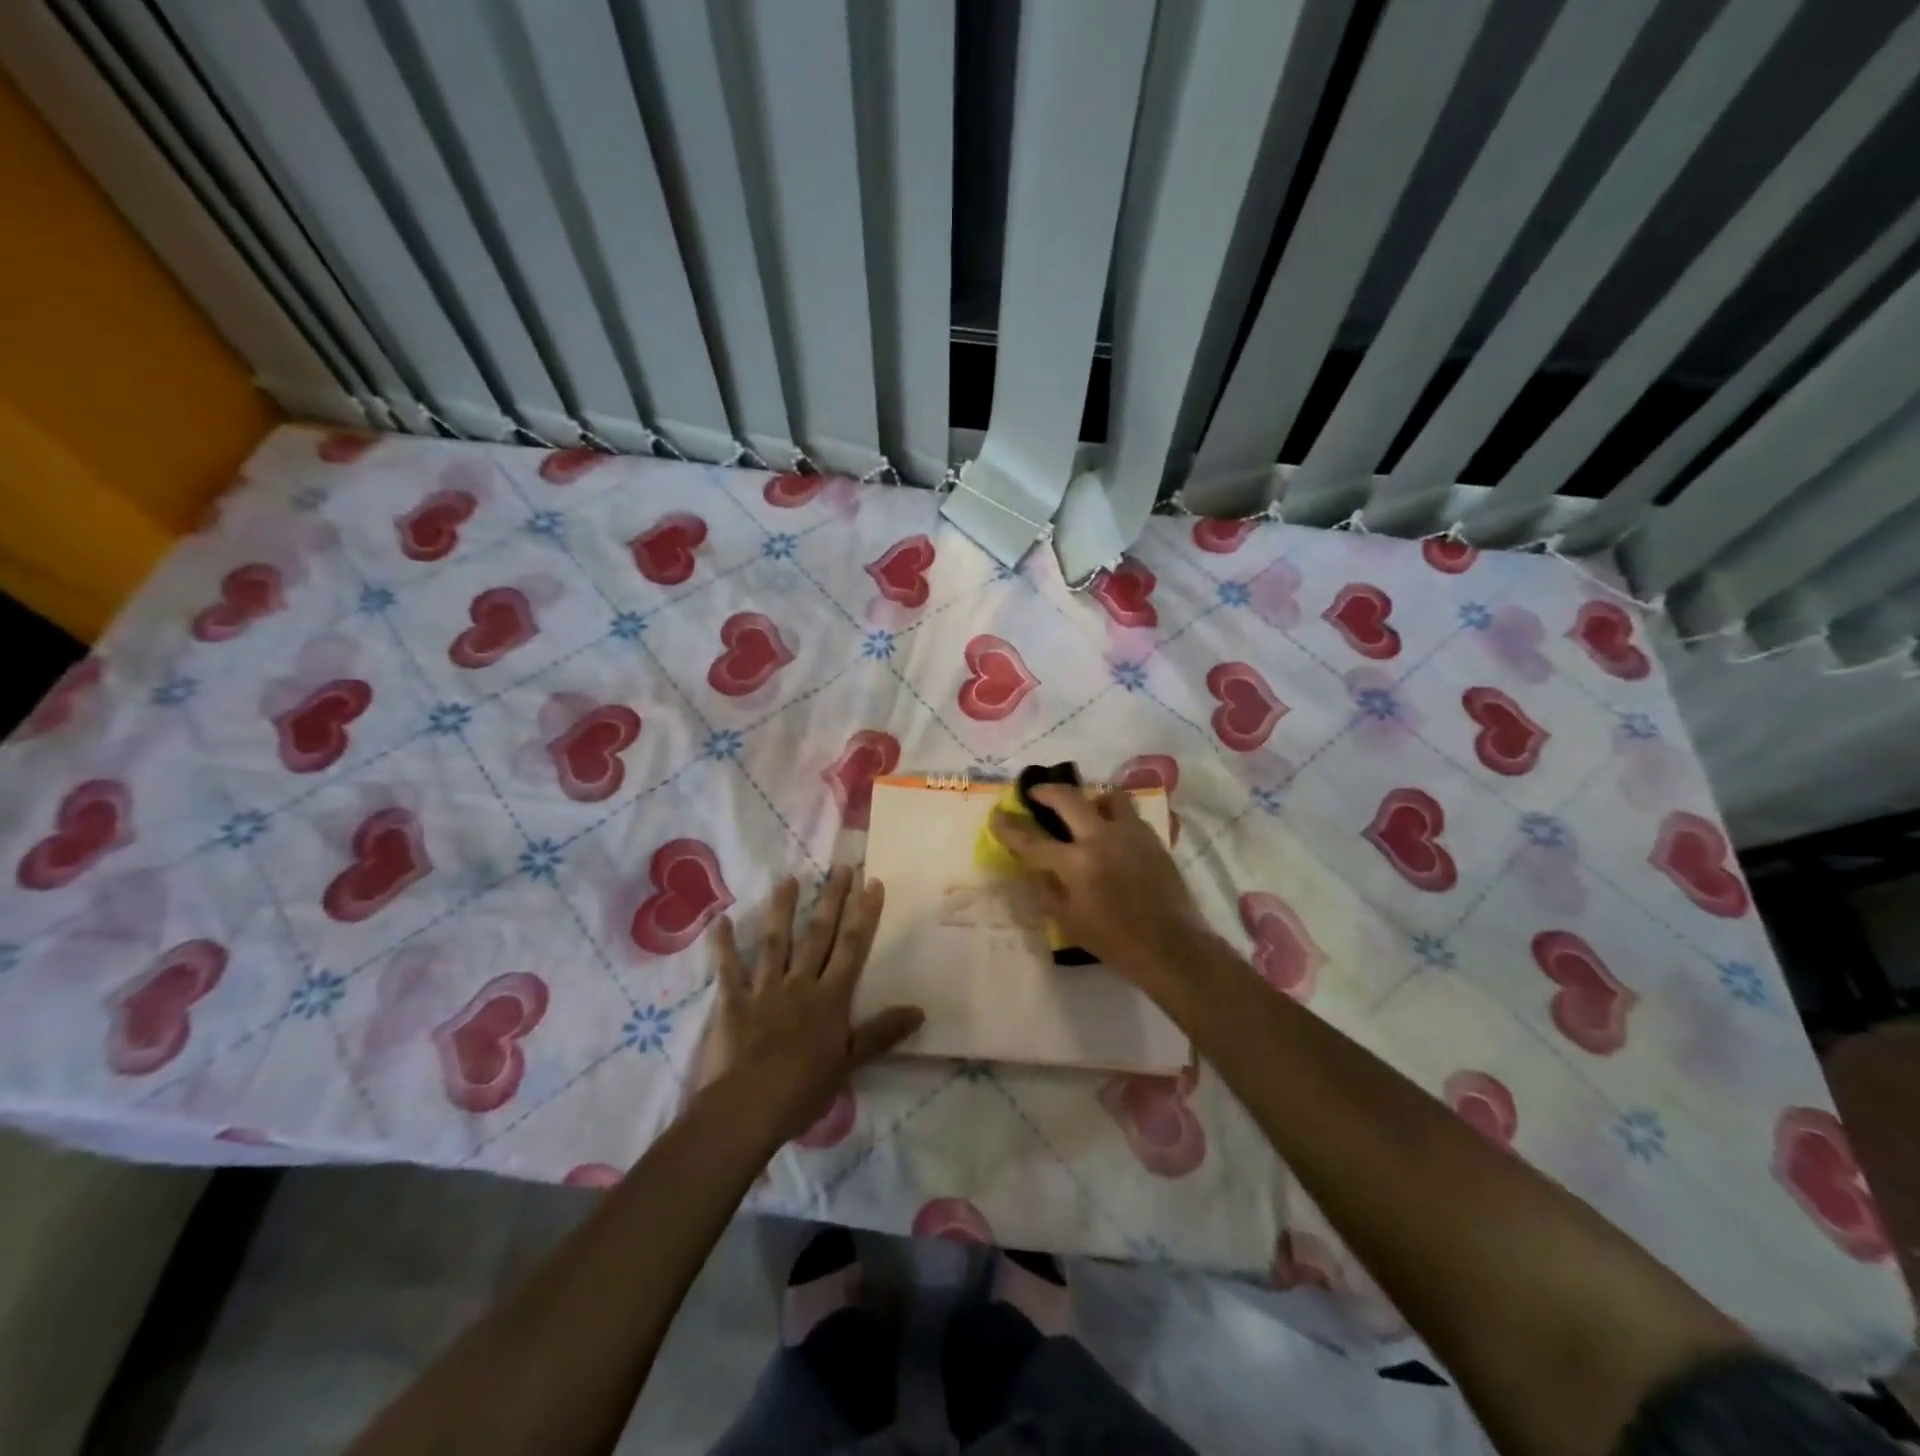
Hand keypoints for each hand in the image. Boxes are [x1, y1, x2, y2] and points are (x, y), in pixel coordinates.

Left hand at [698, 866, 923, 1140]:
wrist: (749, 1107)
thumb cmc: (804, 1089)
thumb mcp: (851, 1064)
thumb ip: (882, 1033)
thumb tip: (920, 1010)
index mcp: (830, 998)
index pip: (852, 948)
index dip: (864, 915)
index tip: (872, 883)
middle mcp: (800, 984)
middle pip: (818, 936)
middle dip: (831, 900)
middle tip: (840, 867)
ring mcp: (765, 990)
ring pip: (776, 943)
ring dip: (783, 910)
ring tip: (789, 879)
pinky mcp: (733, 1003)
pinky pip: (729, 970)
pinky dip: (724, 946)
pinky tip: (720, 920)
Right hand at [990, 784, 1211, 988]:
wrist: (1170, 946)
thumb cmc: (1114, 941)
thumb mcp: (1068, 922)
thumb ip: (1048, 890)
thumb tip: (1035, 869)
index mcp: (1076, 863)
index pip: (1031, 840)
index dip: (1009, 827)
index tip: (997, 815)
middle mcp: (1101, 838)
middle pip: (1068, 798)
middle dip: (1046, 791)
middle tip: (1036, 793)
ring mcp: (1130, 834)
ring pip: (1107, 796)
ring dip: (1090, 799)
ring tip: (1085, 811)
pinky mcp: (1152, 838)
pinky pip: (1129, 816)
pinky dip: (1114, 818)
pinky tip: (1112, 835)